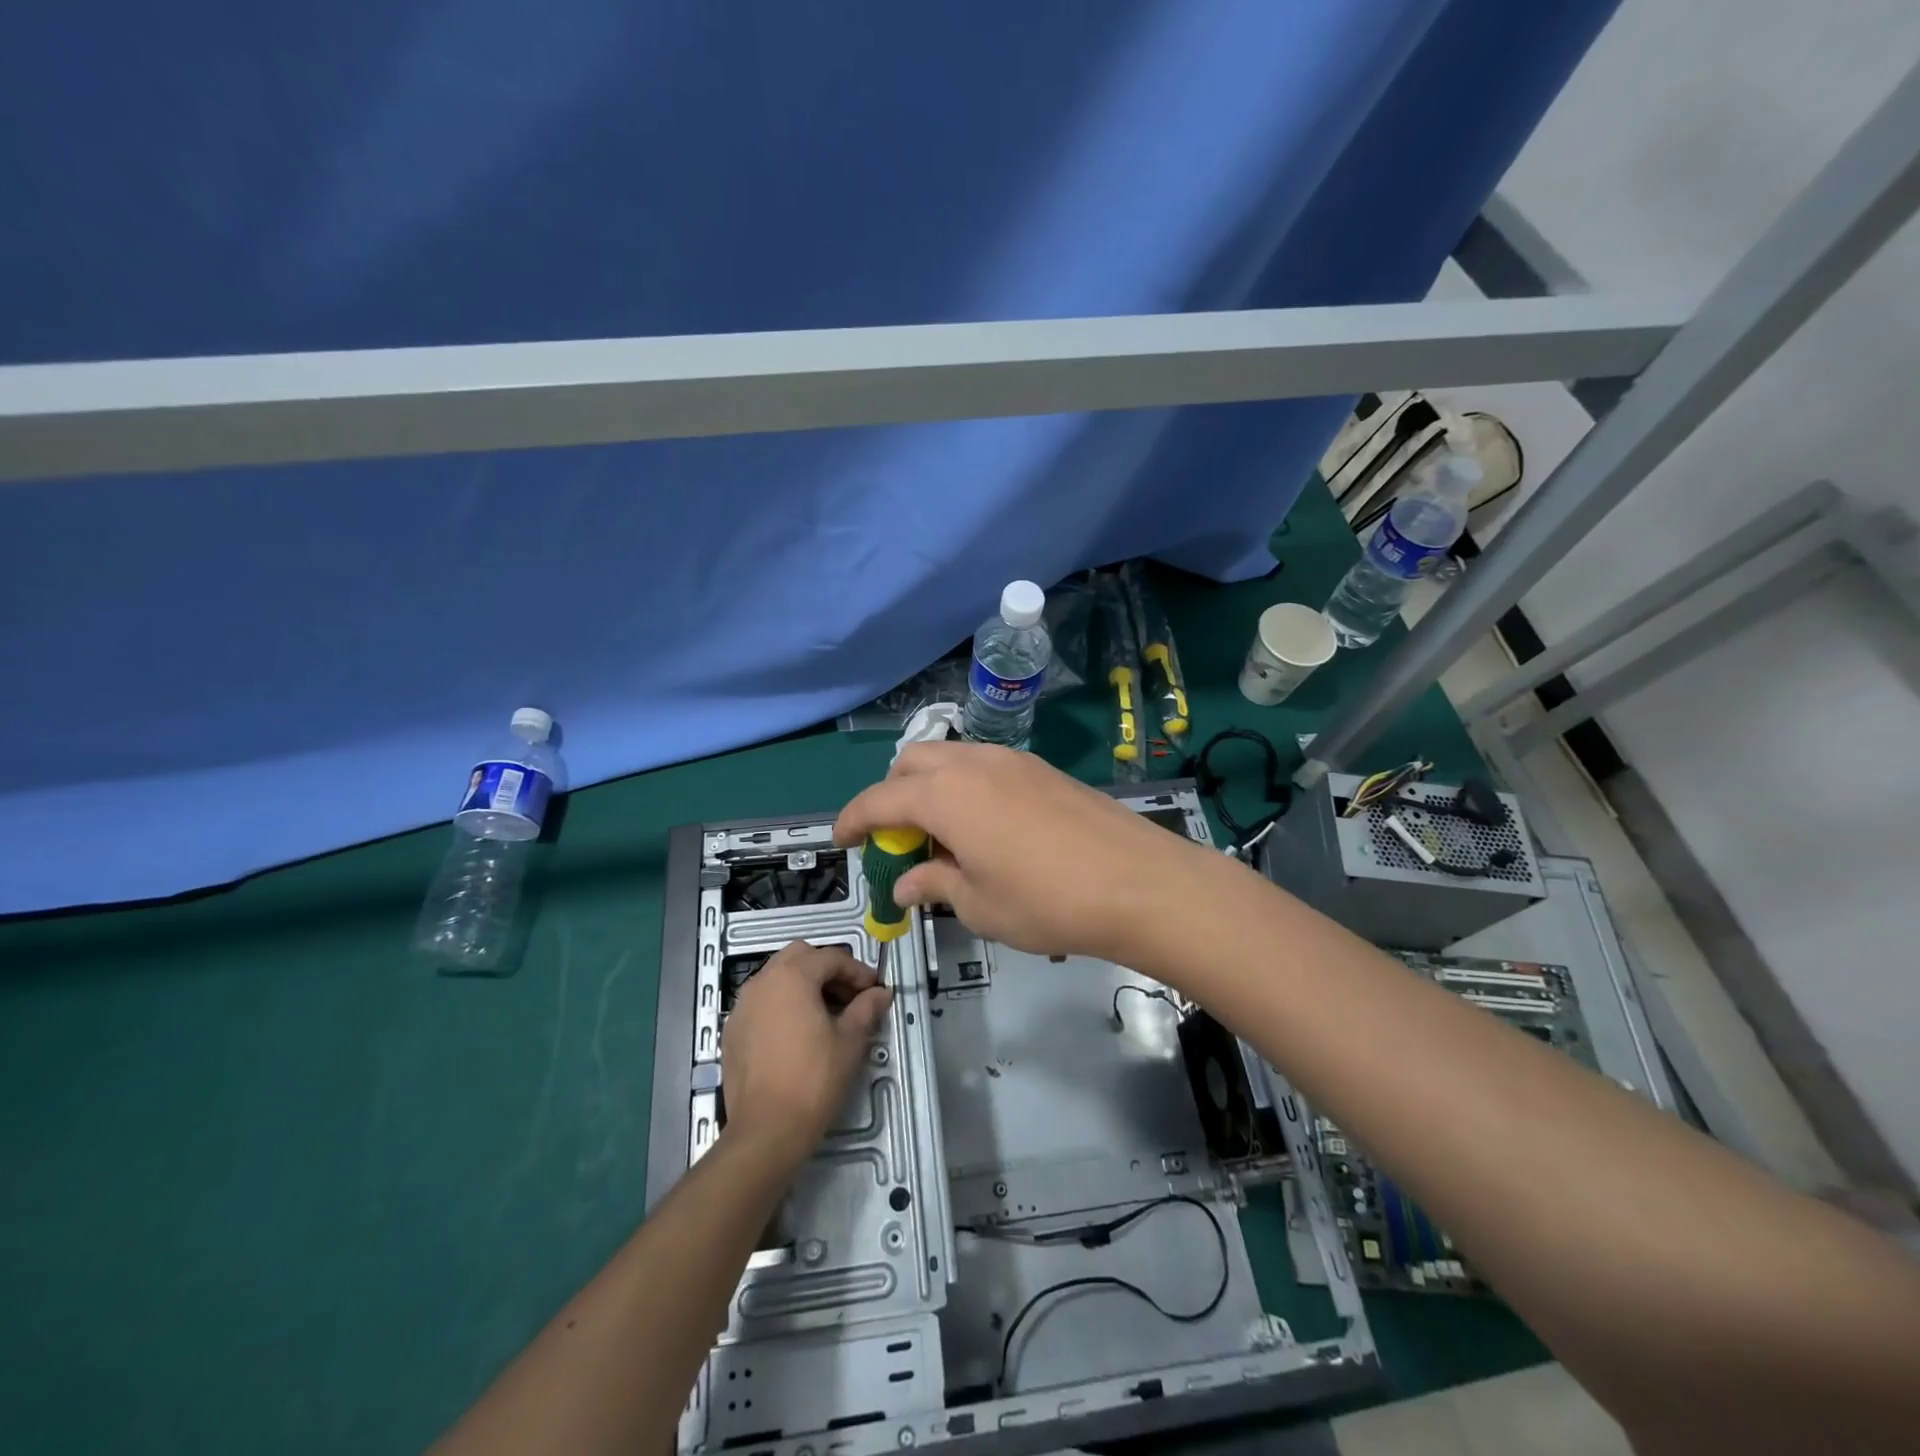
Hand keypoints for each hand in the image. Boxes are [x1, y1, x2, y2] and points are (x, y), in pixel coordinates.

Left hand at [721, 941, 892, 1160]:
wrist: (766, 1130)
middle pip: (800, 956)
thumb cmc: (814, 1080)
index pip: (831, 958)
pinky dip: (782, 1003)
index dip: (857, 971)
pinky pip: (761, 1000)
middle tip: (848, 996)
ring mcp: (743, 1005)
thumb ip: (866, 1008)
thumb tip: (881, 993)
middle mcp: (763, 981)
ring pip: (777, 976)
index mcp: (792, 976)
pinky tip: (797, 1031)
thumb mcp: (850, 1041)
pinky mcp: (733, 1029)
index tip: (873, 991)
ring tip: (825, 1012)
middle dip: (827, 969)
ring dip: (803, 983)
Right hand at [833, 741, 1214, 962]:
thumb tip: (908, 884)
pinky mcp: (1042, 769)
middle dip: (891, 795)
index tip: (841, 840)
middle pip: (911, 763)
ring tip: (943, 837)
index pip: (879, 800)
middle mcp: (973, 764)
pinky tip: (985, 829)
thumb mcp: (979, 905)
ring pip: (950, 759)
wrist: (1138, 883)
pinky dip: (965, 788)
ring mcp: (1012, 761)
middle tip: (897, 840)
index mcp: (944, 795)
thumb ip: (935, 885)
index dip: (853, 820)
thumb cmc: (1047, 901)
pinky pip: (984, 767)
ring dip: (930, 789)